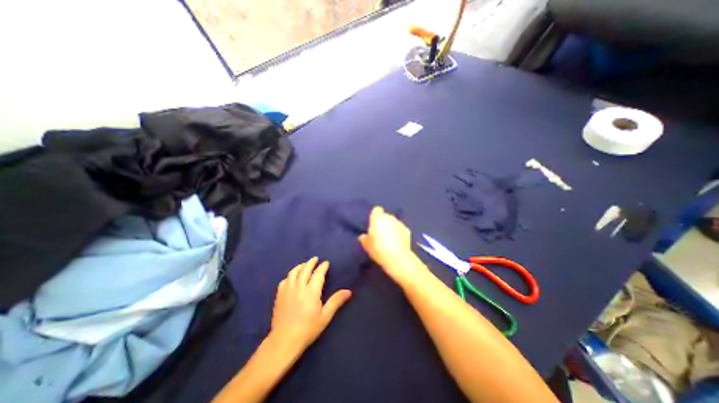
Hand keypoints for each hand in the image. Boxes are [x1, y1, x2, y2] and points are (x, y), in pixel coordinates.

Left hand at [270, 257, 350, 353]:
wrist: (284, 341)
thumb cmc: (308, 329)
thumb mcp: (325, 317)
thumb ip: (336, 301)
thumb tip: (348, 291)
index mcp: (311, 291)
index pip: (318, 273)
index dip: (323, 267)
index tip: (326, 263)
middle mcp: (299, 287)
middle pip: (305, 269)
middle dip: (311, 262)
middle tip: (315, 259)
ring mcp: (287, 290)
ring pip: (294, 272)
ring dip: (300, 266)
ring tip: (304, 264)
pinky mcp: (279, 295)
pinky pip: (284, 280)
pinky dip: (290, 275)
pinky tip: (292, 277)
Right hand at [358, 207, 425, 282]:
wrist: (397, 258)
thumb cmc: (378, 249)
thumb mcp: (367, 246)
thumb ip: (364, 239)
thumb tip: (363, 236)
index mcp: (378, 218)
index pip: (376, 210)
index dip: (375, 216)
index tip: (373, 224)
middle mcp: (389, 218)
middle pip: (385, 216)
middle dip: (383, 222)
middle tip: (380, 234)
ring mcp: (399, 223)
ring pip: (394, 222)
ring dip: (391, 227)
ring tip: (389, 239)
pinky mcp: (407, 230)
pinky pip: (400, 229)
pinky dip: (399, 233)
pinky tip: (397, 243)